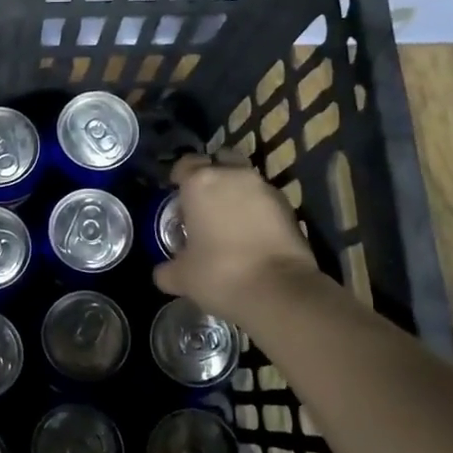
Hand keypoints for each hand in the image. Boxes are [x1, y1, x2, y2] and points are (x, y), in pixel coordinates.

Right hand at [153, 154, 321, 327]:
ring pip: (245, 180)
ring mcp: (265, 189)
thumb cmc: (219, 274)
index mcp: (200, 183)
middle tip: (204, 202)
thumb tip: (164, 272)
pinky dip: (256, 210)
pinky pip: (264, 200)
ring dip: (236, 193)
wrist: (279, 291)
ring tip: (229, 221)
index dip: (179, 177)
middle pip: (220, 161)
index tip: (177, 194)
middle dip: (213, 176)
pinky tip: (251, 235)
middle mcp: (234, 176)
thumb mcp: (182, 277)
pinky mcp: (289, 207)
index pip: (186, 164)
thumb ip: (168, 269)